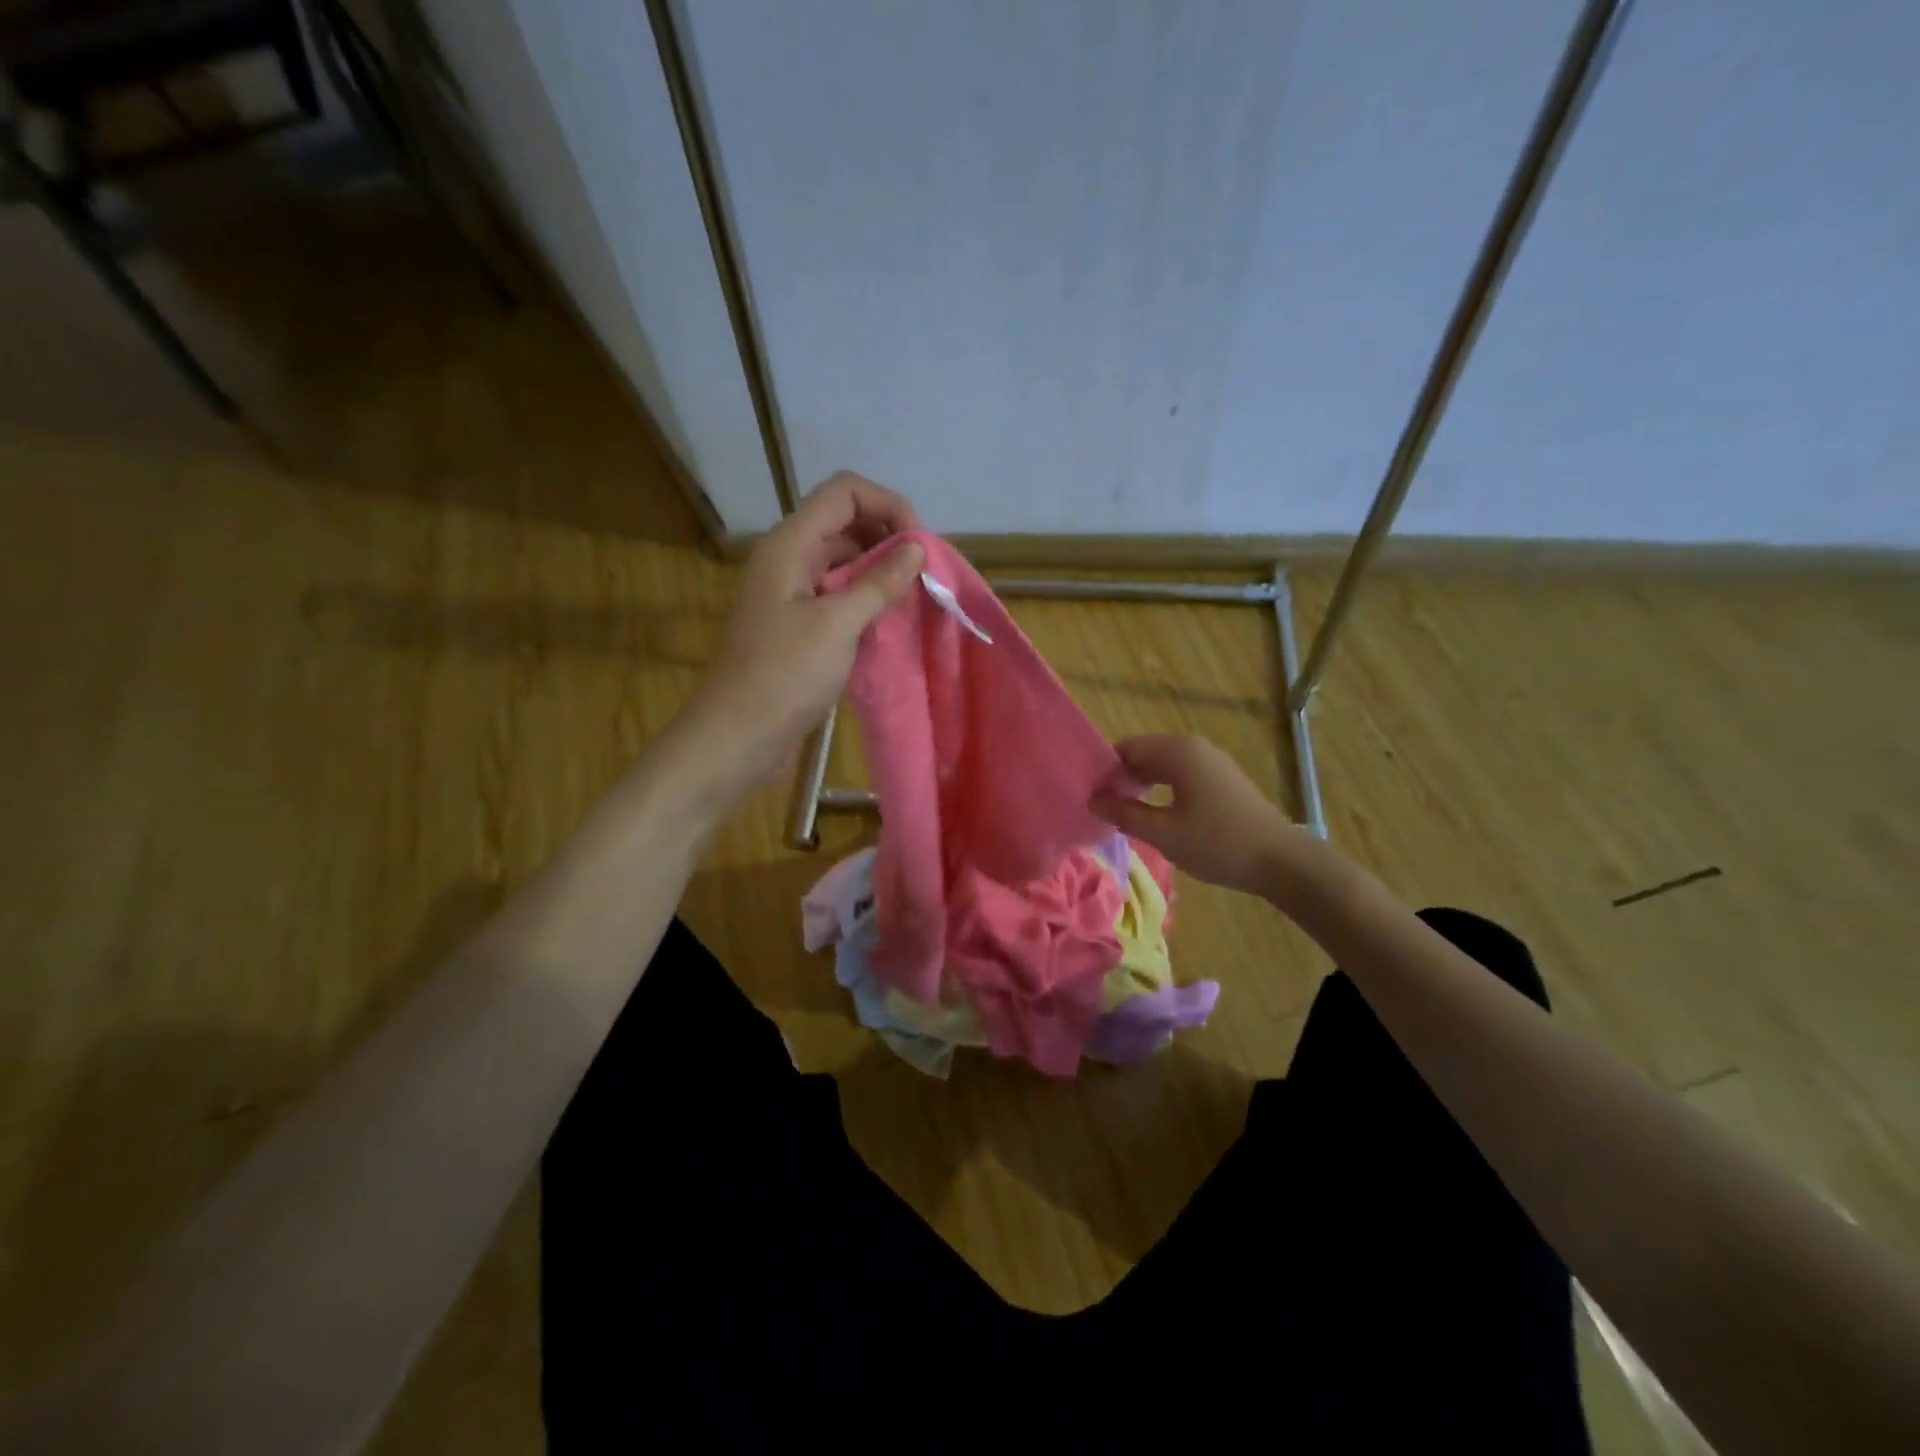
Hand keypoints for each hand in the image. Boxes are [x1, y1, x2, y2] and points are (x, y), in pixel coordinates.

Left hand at [677, 472, 923, 805]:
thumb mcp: (837, 625)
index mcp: (790, 544)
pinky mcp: (797, 623)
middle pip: (845, 522)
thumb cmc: (783, 676)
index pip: (845, 492)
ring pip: (843, 560)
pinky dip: (865, 599)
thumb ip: (878, 583)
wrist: (737, 735)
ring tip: (913, 598)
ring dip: (880, 571)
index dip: (888, 505)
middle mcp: (789, 558)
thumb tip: (916, 550)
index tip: (920, 546)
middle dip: (889, 538)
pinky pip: (837, 594)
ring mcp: (791, 592)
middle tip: (923, 575)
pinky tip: (889, 622)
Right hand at [1091, 735, 1303, 896]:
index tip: (1087, 796)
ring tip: (1121, 812)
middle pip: (1143, 753)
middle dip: (1120, 777)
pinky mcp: (1222, 779)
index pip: (1126, 749)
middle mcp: (1194, 747)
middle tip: (1099, 807)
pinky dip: (1161, 788)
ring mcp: (1211, 762)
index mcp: (1178, 752)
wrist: (1282, 861)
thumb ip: (1124, 813)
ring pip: (1162, 765)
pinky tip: (1154, 813)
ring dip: (1140, 784)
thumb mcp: (1163, 833)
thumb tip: (1093, 799)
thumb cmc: (1218, 844)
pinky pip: (1180, 774)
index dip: (1103, 771)